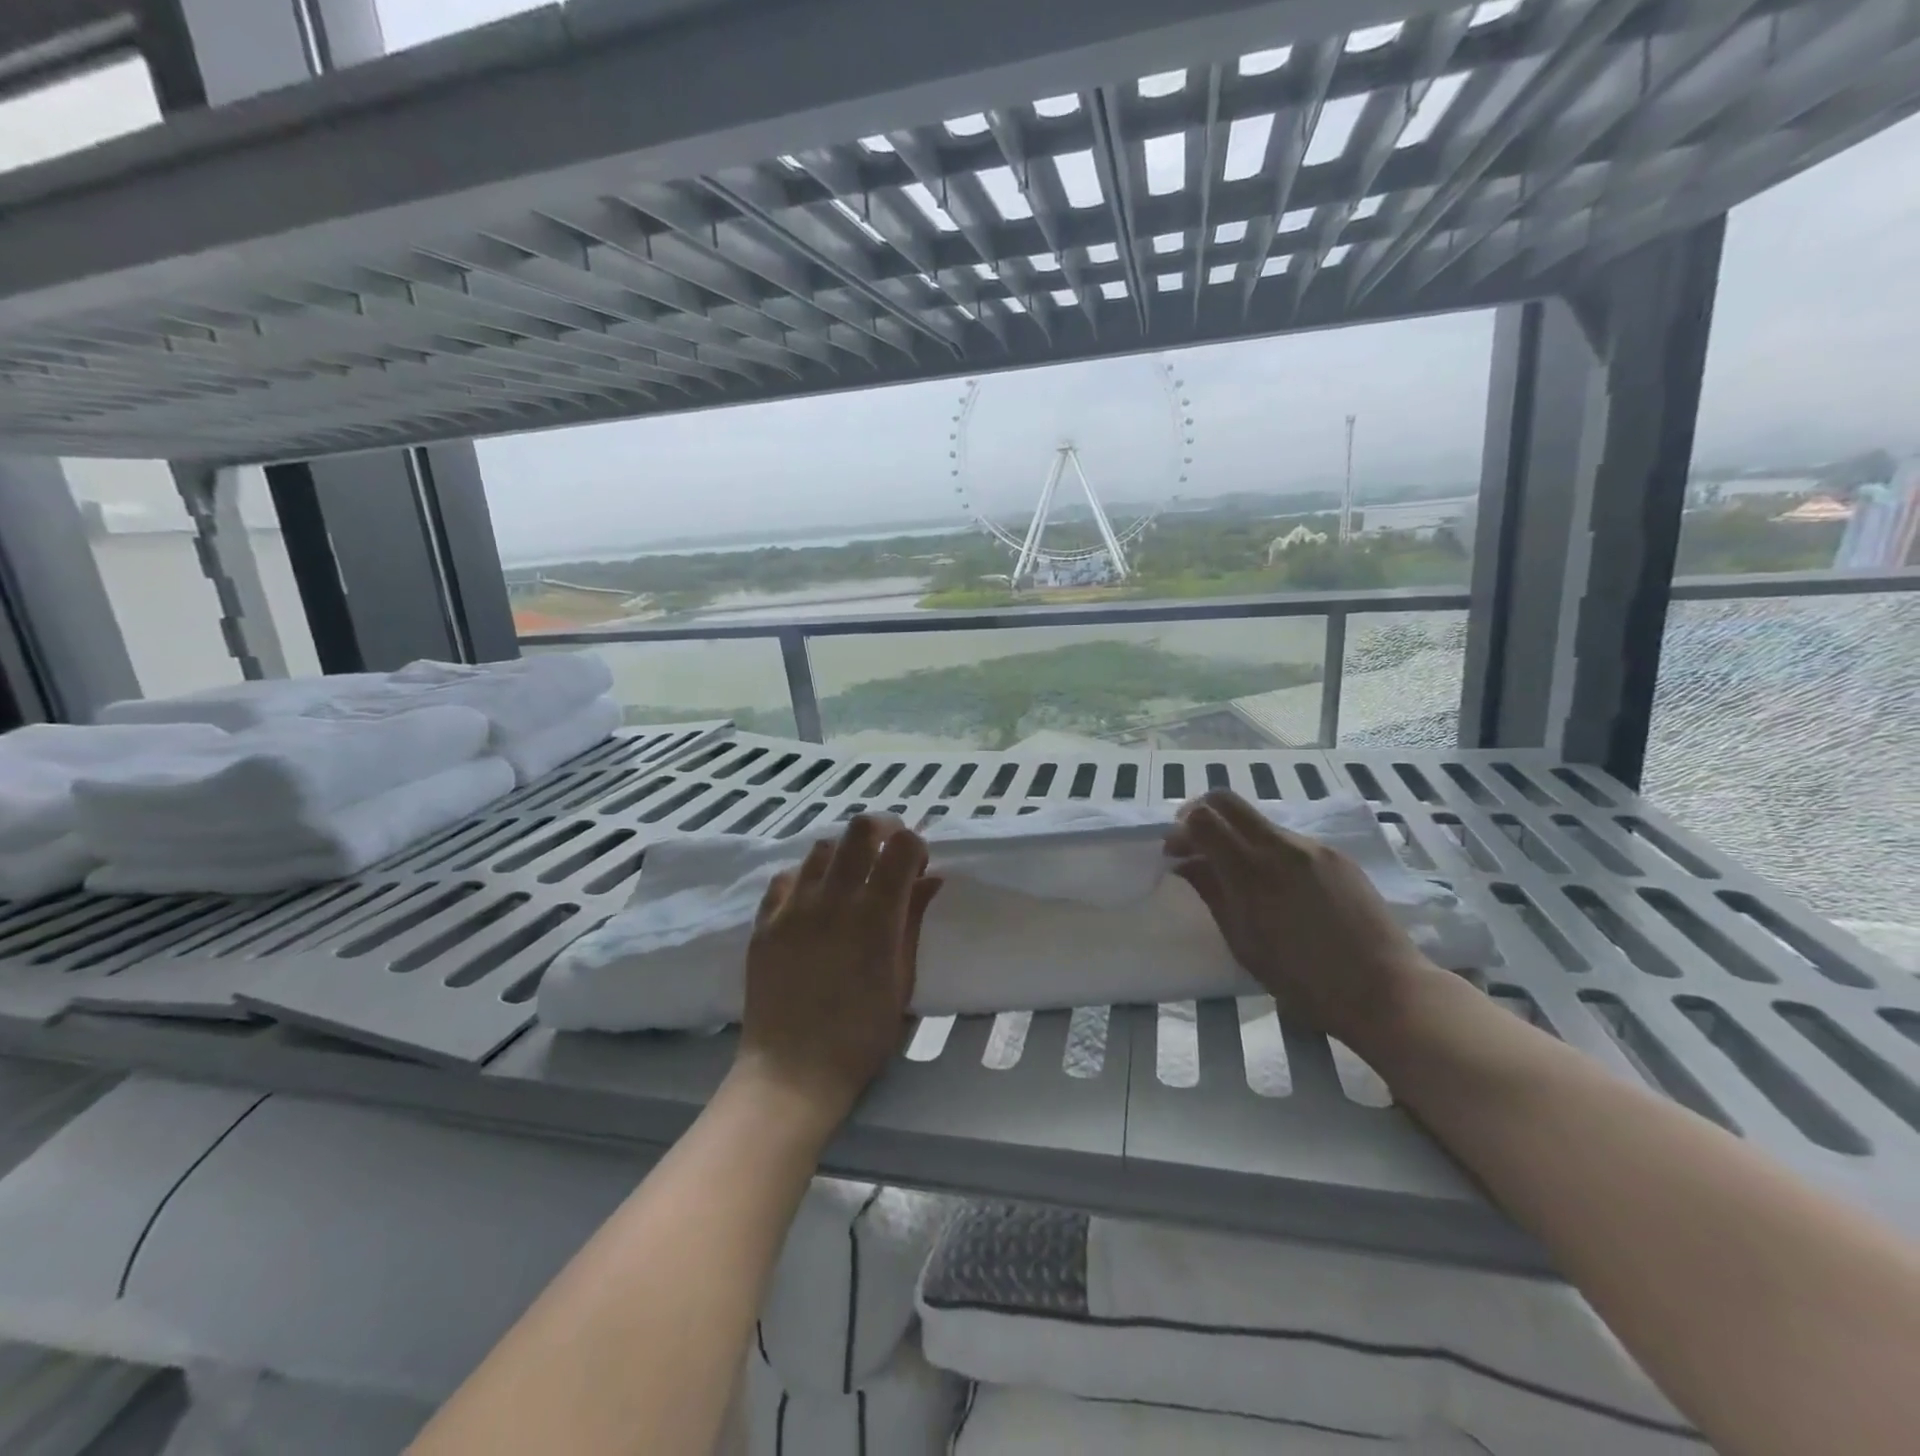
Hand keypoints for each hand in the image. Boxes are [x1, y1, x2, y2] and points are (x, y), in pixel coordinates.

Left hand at [735, 815, 940, 1129]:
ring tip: (848, 881)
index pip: (902, 845)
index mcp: (877, 913)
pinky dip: (805, 878)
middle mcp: (835, 897)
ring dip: (843, 854)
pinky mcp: (765, 920)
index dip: (915, 845)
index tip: (916, 865)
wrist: (793, 1070)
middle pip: (860, 829)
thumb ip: (913, 920)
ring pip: (821, 847)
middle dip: (882, 829)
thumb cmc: (863, 1033)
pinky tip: (812, 901)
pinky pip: (786, 878)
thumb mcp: (903, 978)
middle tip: (887, 852)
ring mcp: (794, 906)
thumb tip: (931, 878)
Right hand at [1166, 789, 1437, 1052]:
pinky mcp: (1335, 855)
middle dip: (1201, 813)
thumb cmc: (1303, 981)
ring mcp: (1312, 847)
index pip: (1202, 819)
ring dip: (1236, 834)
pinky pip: (1288, 839)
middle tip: (1195, 843)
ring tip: (1237, 871)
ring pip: (1258, 820)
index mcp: (1251, 873)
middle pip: (1226, 800)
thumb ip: (1211, 893)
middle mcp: (1280, 847)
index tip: (1175, 852)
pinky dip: (1267, 849)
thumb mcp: (1243, 942)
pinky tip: (1277, 884)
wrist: (1383, 989)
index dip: (1180, 829)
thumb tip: (1185, 863)